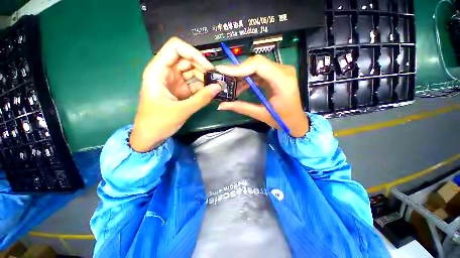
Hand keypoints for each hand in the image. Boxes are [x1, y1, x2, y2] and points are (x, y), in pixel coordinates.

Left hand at [130, 37, 220, 151]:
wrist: (150, 136)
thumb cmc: (158, 122)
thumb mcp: (181, 111)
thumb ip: (201, 99)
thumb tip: (218, 87)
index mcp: (158, 71)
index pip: (175, 48)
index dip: (193, 53)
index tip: (207, 67)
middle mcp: (165, 73)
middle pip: (186, 59)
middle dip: (201, 66)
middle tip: (215, 78)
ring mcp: (173, 82)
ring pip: (191, 71)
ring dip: (203, 77)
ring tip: (215, 86)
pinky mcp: (179, 91)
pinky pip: (193, 84)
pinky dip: (202, 87)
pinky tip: (210, 92)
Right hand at [216, 55, 308, 137]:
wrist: (296, 121)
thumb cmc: (282, 120)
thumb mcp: (261, 115)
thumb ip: (241, 107)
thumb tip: (221, 105)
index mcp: (283, 81)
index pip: (258, 65)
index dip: (239, 67)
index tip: (222, 71)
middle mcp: (284, 71)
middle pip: (256, 63)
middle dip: (238, 70)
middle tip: (223, 78)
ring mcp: (281, 71)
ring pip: (256, 66)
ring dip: (242, 74)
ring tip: (230, 84)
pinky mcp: (277, 75)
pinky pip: (259, 72)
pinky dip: (248, 78)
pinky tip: (240, 86)